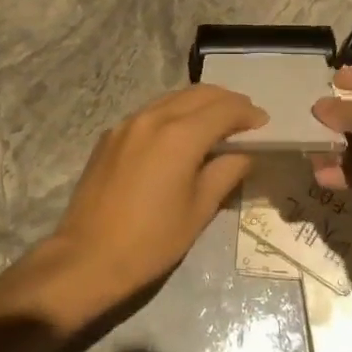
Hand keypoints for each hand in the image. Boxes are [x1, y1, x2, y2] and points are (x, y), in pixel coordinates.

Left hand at [48, 84, 265, 299]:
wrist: (87, 258)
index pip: (225, 109)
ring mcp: (128, 124)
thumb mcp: (199, 210)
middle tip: (245, 119)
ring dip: (200, 103)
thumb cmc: (151, 240)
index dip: (248, 113)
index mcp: (180, 135)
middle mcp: (154, 118)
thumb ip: (226, 172)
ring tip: (216, 123)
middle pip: (199, 93)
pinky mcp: (110, 136)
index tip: (264, 124)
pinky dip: (173, 113)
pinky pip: (150, 112)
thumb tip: (243, 154)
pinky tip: (179, 135)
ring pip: (173, 98)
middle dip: (227, 101)